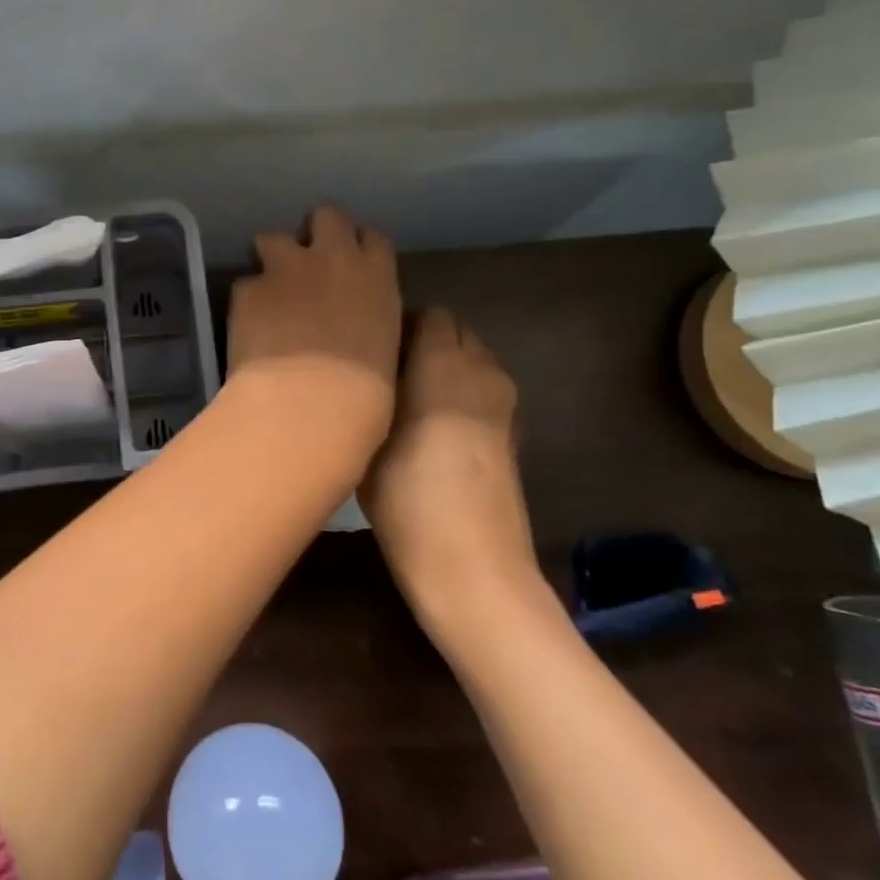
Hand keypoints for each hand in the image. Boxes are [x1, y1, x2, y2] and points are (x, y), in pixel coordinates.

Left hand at [224, 205, 401, 473]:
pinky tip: (249, 326)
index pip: (372, 237)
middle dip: (316, 231)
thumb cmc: (363, 394)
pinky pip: (246, 283)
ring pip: (273, 238)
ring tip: (270, 289)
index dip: (359, 246)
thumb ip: (369, 319)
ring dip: (272, 257)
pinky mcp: (248, 289)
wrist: (308, 404)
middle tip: (308, 261)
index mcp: (376, 276)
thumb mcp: (384, 348)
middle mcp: (332, 259)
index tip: (351, 261)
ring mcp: (286, 269)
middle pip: (326, 216)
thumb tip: (355, 323)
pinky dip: (248, 299)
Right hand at [362, 307, 538, 624]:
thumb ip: (372, 390)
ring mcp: (503, 403)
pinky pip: (481, 390)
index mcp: (443, 363)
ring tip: (405, 397)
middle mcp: (480, 371)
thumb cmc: (407, 497)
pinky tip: (431, 426)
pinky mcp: (511, 432)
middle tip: (384, 370)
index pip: (428, 314)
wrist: (472, 564)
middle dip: (423, 340)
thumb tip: (368, 367)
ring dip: (443, 366)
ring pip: (471, 360)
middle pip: (455, 332)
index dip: (398, 324)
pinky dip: (460, 393)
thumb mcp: (369, 437)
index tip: (370, 347)